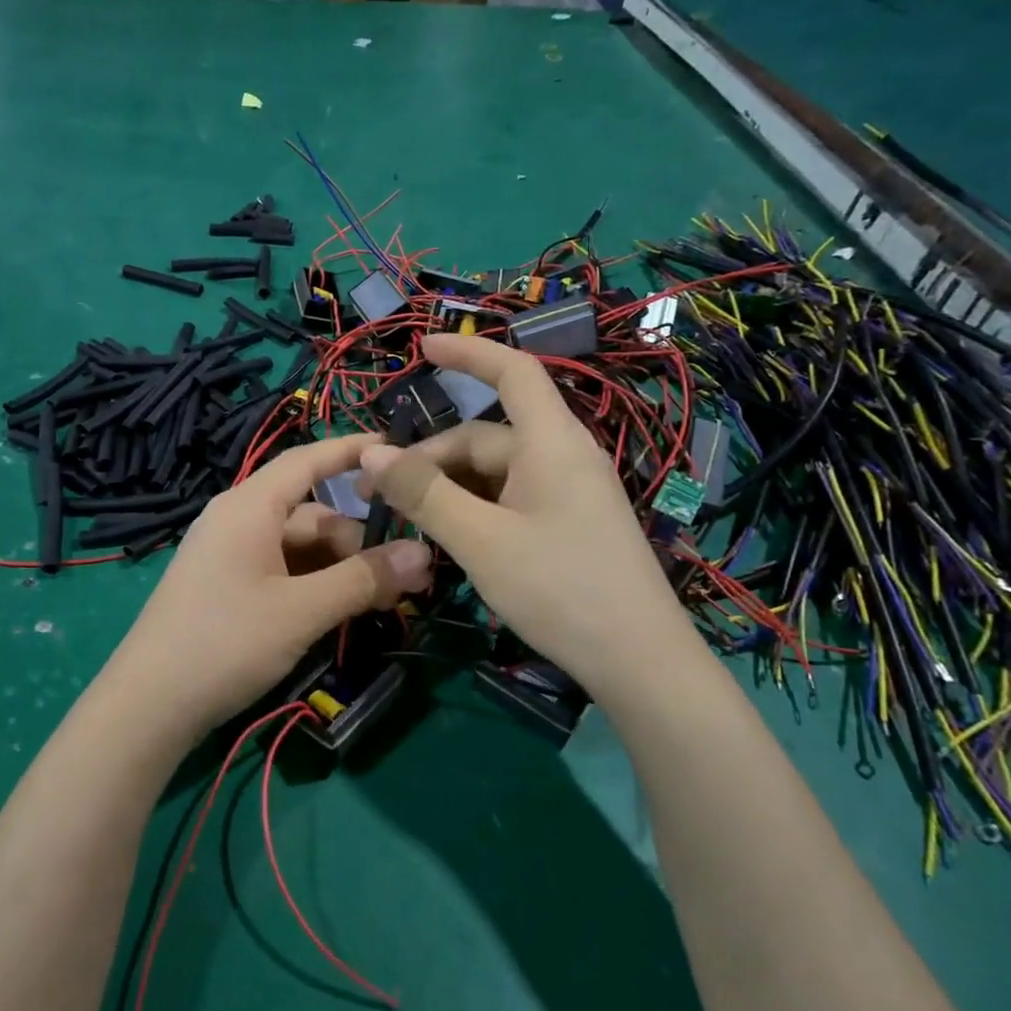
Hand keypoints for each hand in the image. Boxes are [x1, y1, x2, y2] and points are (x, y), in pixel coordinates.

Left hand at [94, 434, 433, 743]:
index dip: (353, 451)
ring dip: (341, 568)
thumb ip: (363, 579)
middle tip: (407, 576)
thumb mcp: (302, 610)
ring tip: (382, 601)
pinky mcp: (227, 586)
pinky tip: (341, 612)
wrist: (148, 706)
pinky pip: (282, 571)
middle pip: (312, 514)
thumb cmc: (225, 642)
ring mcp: (230, 555)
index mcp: (249, 507)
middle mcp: (238, 520)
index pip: (307, 461)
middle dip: (359, 540)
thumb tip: (424, 553)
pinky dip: (315, 584)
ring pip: (300, 547)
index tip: (399, 449)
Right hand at [358, 334, 693, 694]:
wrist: (640, 663)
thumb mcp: (480, 540)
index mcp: (550, 443)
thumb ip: (424, 494)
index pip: (512, 372)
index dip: (467, 353)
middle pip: (485, 437)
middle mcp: (561, 457)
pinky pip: (510, 499)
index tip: (421, 348)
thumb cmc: (560, 589)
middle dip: (429, 459)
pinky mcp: (568, 524)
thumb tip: (370, 454)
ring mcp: (568, 493)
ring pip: (494, 473)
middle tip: (376, 494)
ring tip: (405, 522)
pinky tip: (447, 539)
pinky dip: (473, 508)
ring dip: (447, 488)